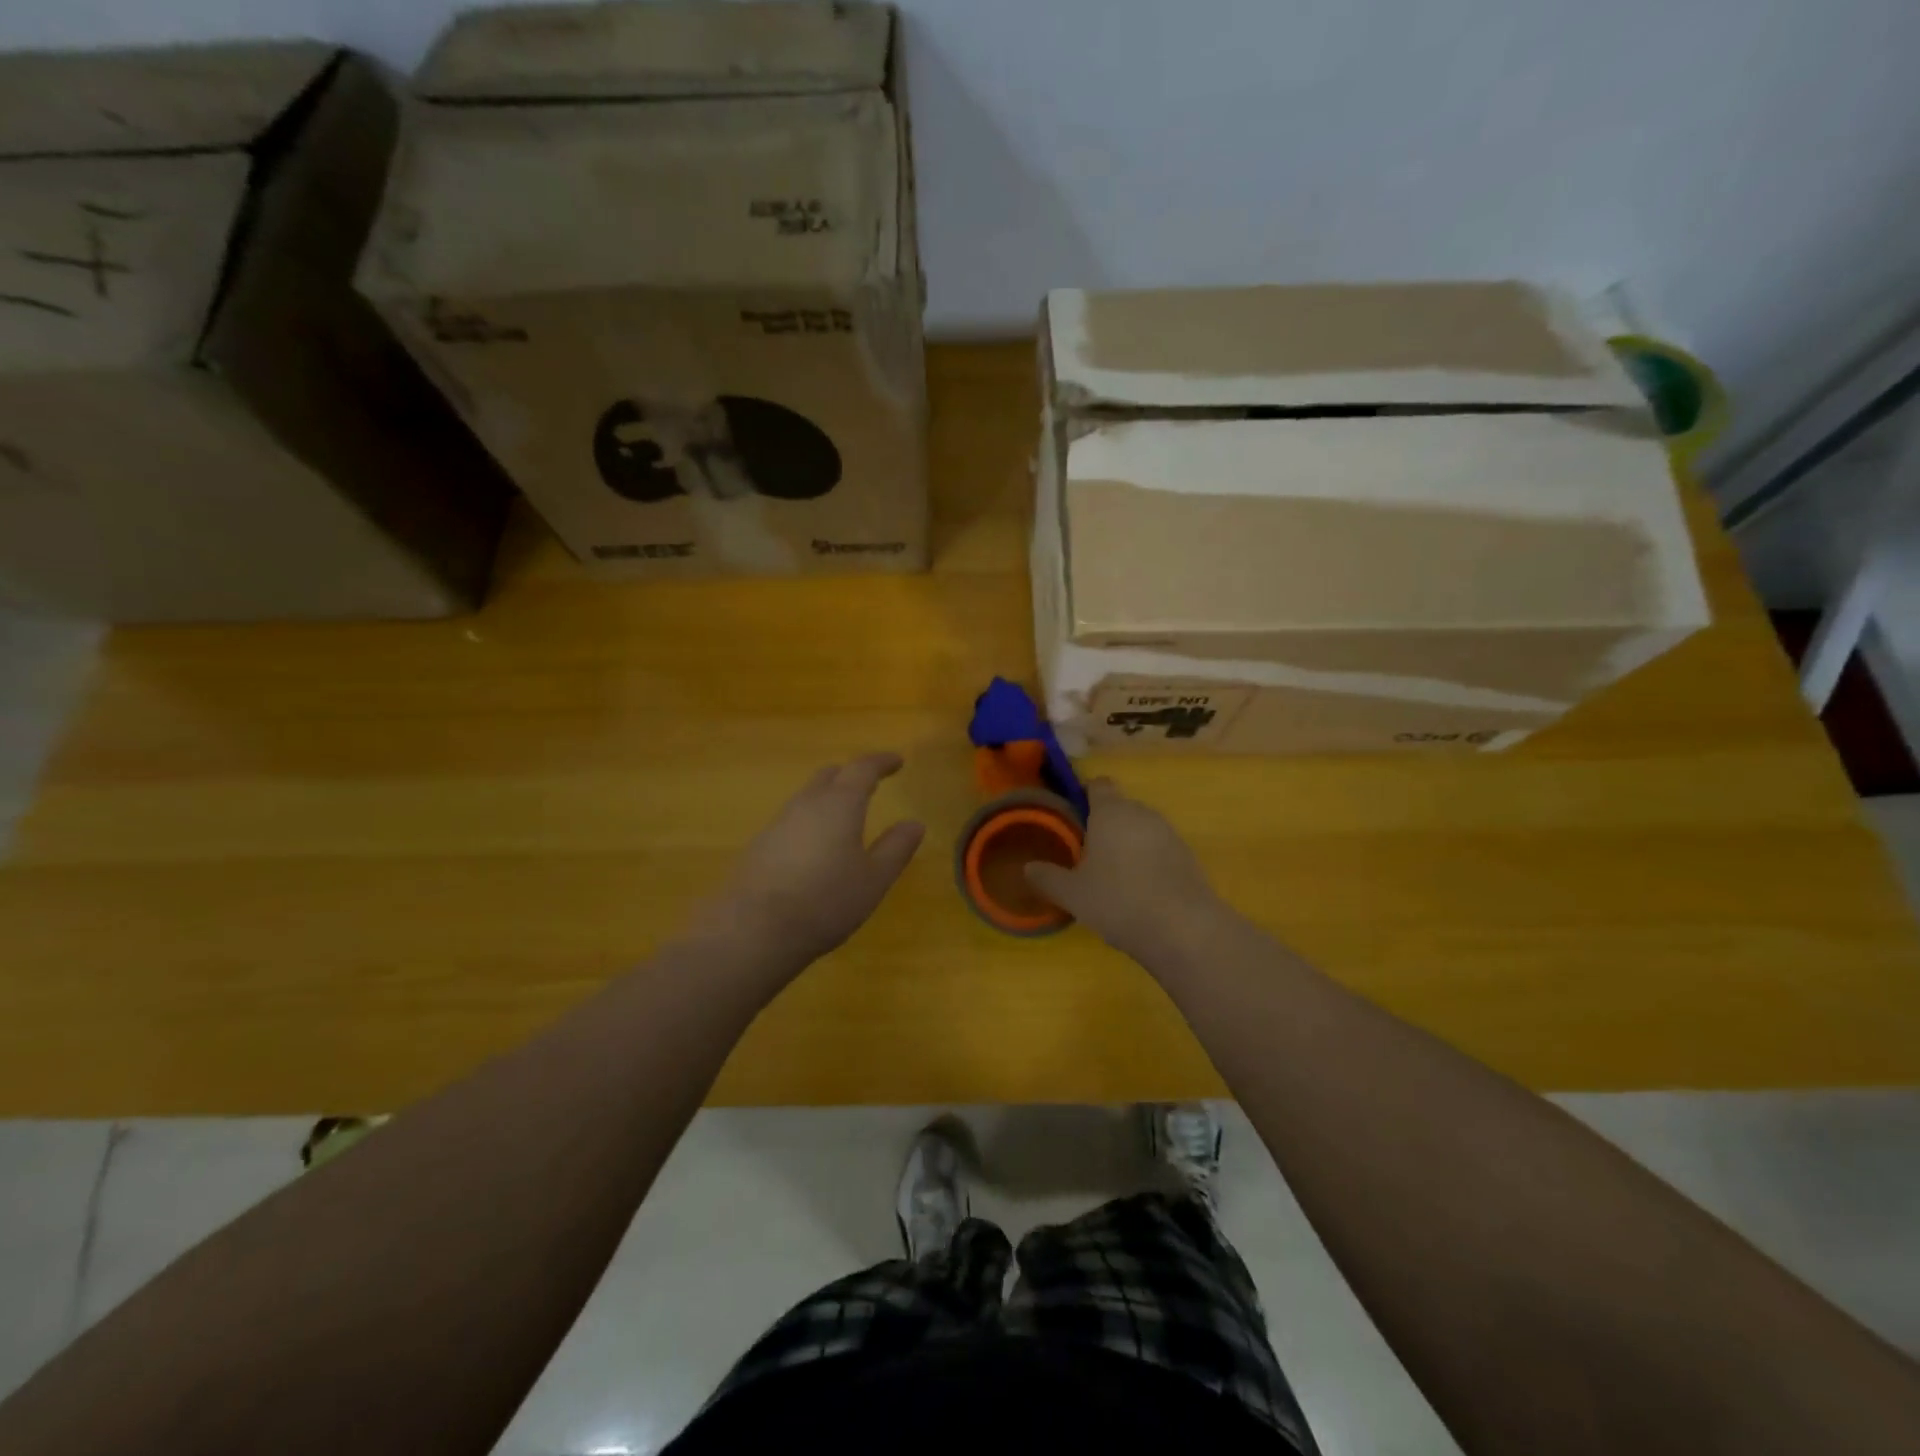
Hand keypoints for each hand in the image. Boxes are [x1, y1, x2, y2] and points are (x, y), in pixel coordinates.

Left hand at [709, 753, 924, 966]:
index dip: (881, 762)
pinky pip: (792, 821)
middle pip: (829, 776)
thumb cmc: (826, 901)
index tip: (897, 761)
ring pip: (807, 798)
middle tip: (869, 784)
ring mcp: (778, 824)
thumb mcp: (874, 879)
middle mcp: (806, 804)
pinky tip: (815, 848)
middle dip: (851, 775)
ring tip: (844, 817)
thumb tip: (914, 823)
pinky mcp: (760, 846)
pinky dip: (810, 823)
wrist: (754, 930)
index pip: (862, 768)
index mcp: (840, 804)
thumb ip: (896, 848)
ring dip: (828, 798)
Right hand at [1024, 778, 1223, 963]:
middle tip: (1086, 854)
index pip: (1098, 785)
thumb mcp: (1071, 894)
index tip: (1072, 816)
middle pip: (1120, 808)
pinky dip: (1148, 863)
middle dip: (1104, 825)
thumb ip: (1047, 877)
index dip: (1084, 795)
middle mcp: (1143, 813)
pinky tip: (1139, 893)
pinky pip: (1160, 851)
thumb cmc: (1118, 900)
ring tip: (1112, 877)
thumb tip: (1027, 867)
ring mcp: (1170, 834)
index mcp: (1111, 811)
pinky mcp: (1189, 858)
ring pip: (1141, 830)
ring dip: (1128, 845)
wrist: (1184, 929)